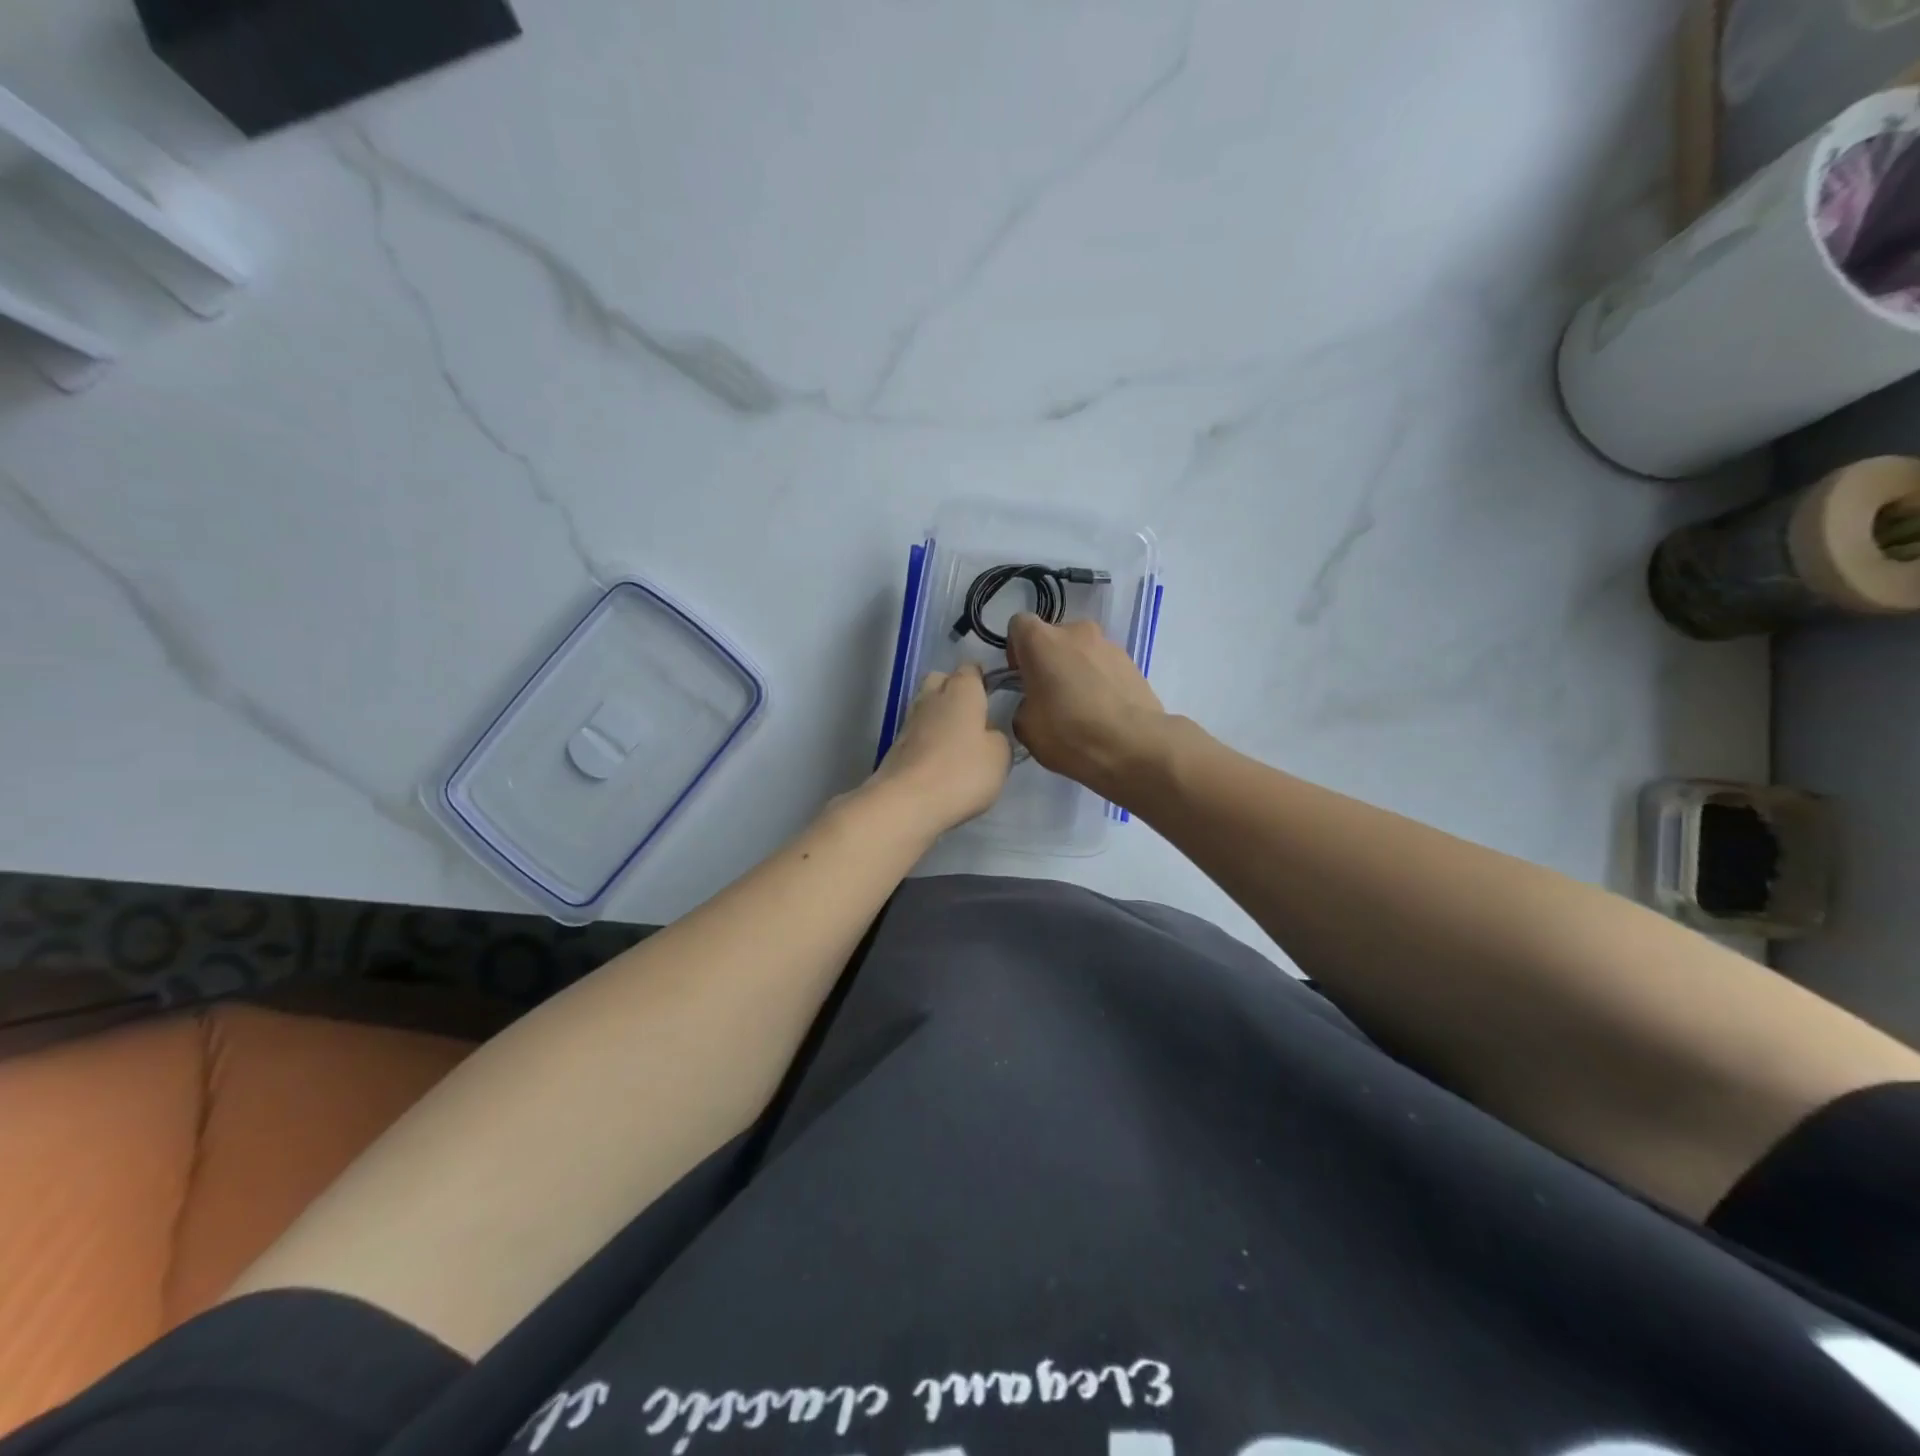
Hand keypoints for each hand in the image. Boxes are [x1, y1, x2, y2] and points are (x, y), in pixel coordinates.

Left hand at [867, 663, 1012, 834]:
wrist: (907, 802)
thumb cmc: (962, 772)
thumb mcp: (1000, 756)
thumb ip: (998, 737)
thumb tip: (987, 733)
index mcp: (961, 691)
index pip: (971, 669)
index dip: (982, 679)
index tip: (993, 695)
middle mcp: (931, 697)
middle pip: (941, 681)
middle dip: (954, 691)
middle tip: (973, 716)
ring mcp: (909, 721)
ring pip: (926, 706)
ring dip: (940, 717)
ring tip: (958, 743)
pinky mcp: (896, 747)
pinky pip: (917, 733)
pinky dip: (928, 740)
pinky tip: (940, 761)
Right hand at [1006, 614, 1168, 800]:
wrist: (1133, 745)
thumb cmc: (1069, 732)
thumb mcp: (1025, 728)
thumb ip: (1023, 705)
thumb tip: (1034, 704)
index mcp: (1042, 640)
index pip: (1019, 625)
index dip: (1016, 650)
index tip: (1021, 677)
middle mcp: (1076, 631)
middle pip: (1054, 637)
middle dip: (1049, 660)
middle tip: (1050, 696)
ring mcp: (1108, 644)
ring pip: (1082, 651)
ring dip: (1076, 670)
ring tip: (1081, 708)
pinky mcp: (1132, 662)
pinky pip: (1105, 666)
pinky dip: (1100, 681)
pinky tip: (1103, 712)